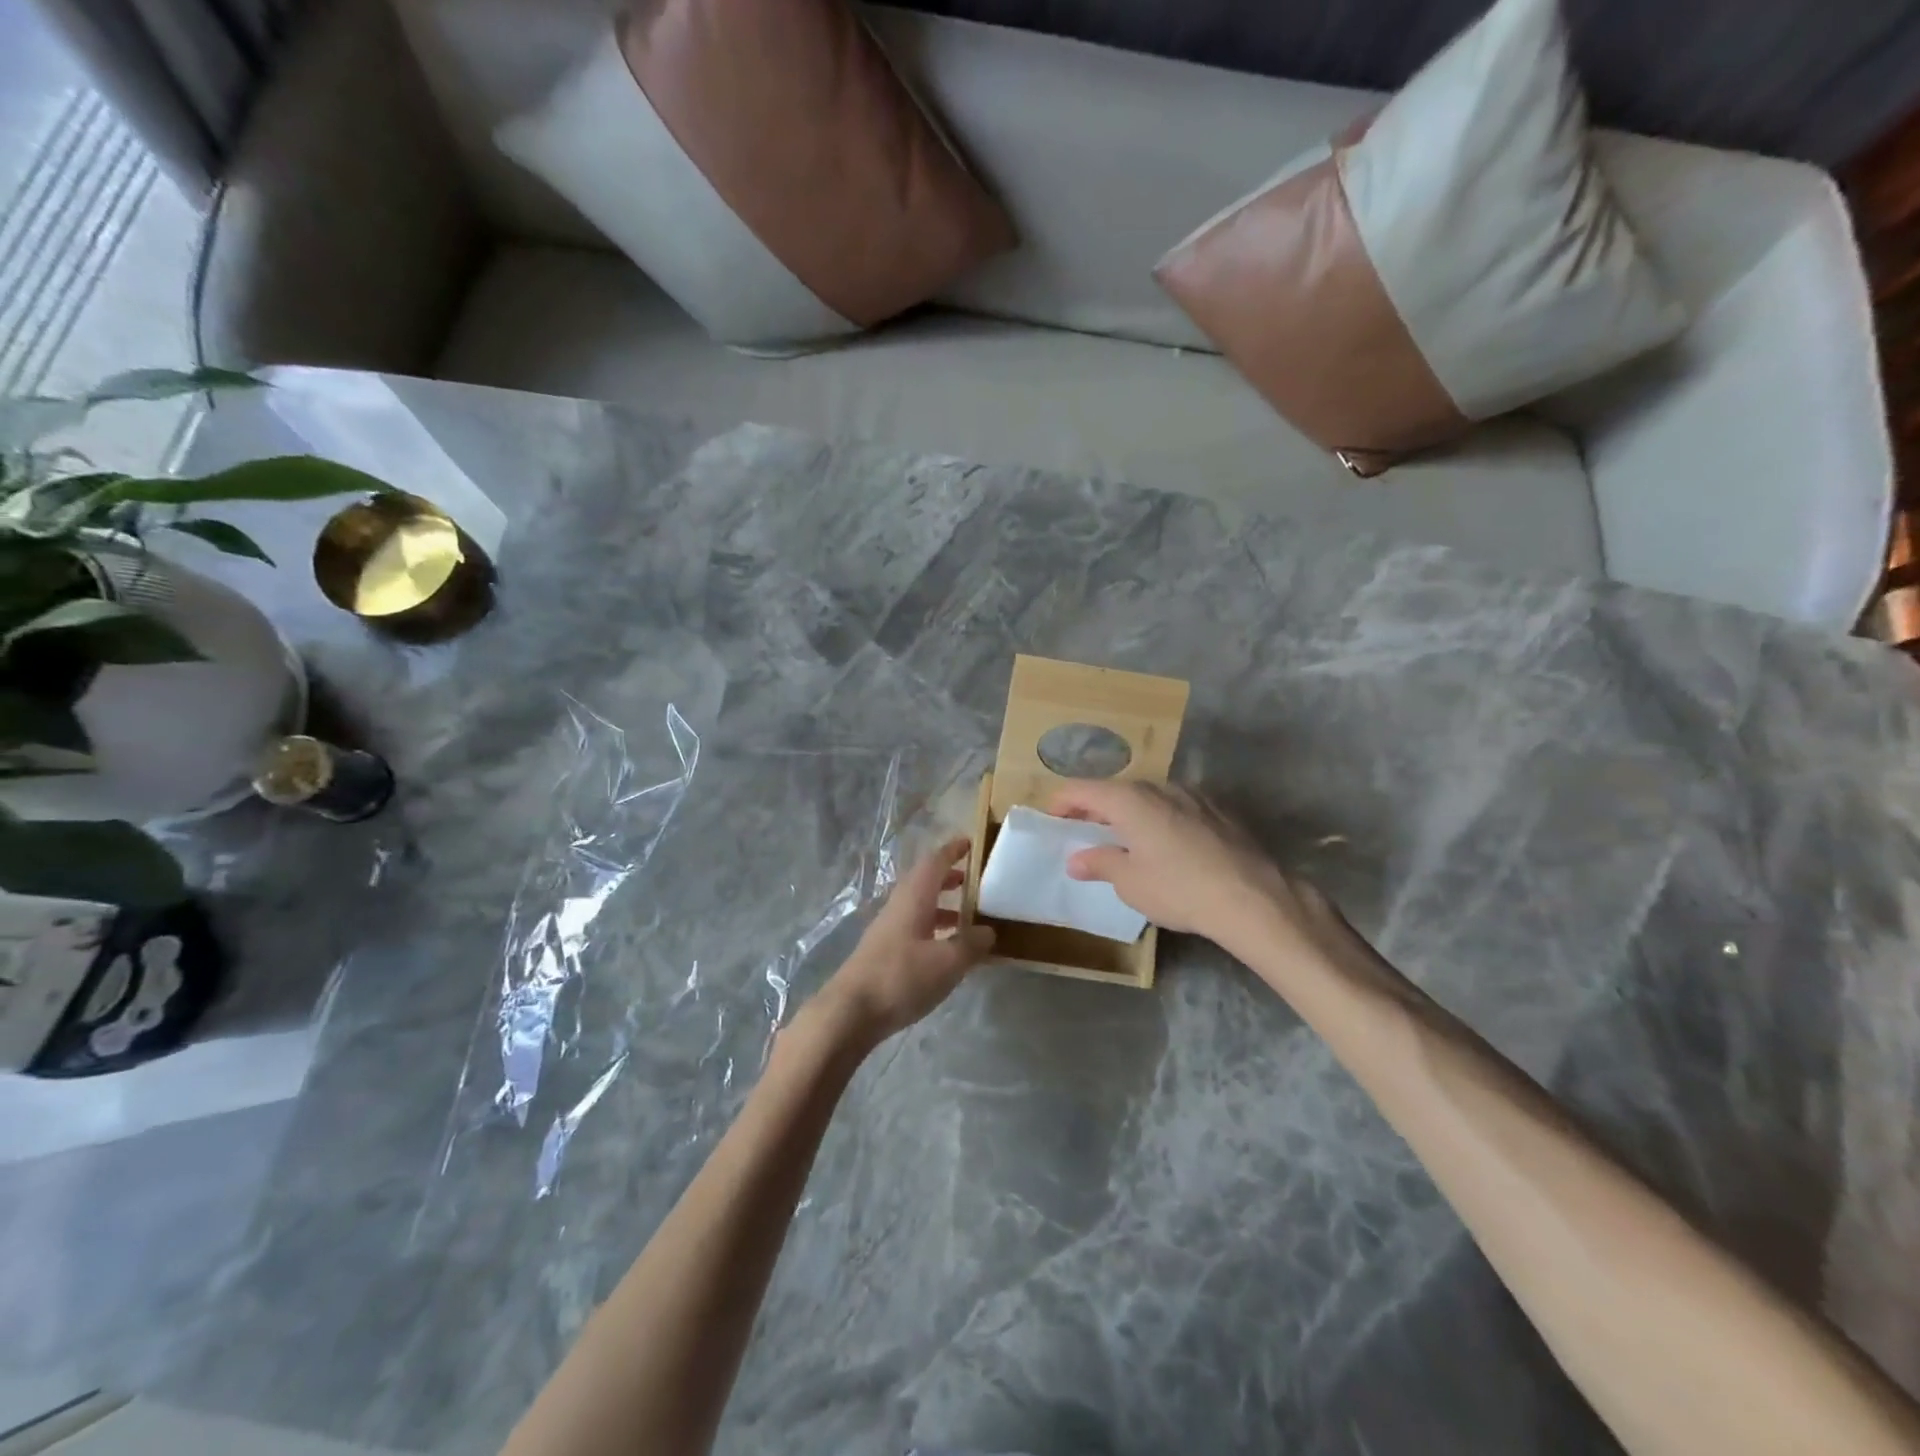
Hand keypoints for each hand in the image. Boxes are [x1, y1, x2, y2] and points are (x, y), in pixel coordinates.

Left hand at [812, 837, 993, 1047]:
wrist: (850, 1012)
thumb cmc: (901, 977)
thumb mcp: (947, 963)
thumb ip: (971, 945)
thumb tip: (988, 932)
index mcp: (914, 898)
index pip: (934, 862)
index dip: (952, 851)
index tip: (970, 843)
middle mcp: (899, 906)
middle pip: (924, 882)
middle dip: (948, 878)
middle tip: (972, 881)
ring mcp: (887, 930)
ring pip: (918, 906)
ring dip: (941, 906)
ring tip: (966, 918)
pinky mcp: (883, 952)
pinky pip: (913, 928)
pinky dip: (932, 929)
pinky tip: (944, 950)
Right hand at [1051, 781, 1350, 960]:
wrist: (1253, 898)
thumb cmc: (1180, 889)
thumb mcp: (1130, 883)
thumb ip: (1100, 864)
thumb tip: (1077, 859)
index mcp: (1129, 800)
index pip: (1082, 789)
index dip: (1062, 803)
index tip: (1052, 821)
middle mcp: (1159, 787)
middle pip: (1116, 790)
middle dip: (1096, 808)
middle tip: (1084, 833)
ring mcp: (1192, 795)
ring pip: (1149, 797)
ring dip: (1130, 814)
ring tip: (1125, 841)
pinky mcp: (1218, 809)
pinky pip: (1175, 807)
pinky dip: (1160, 820)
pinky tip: (1166, 846)